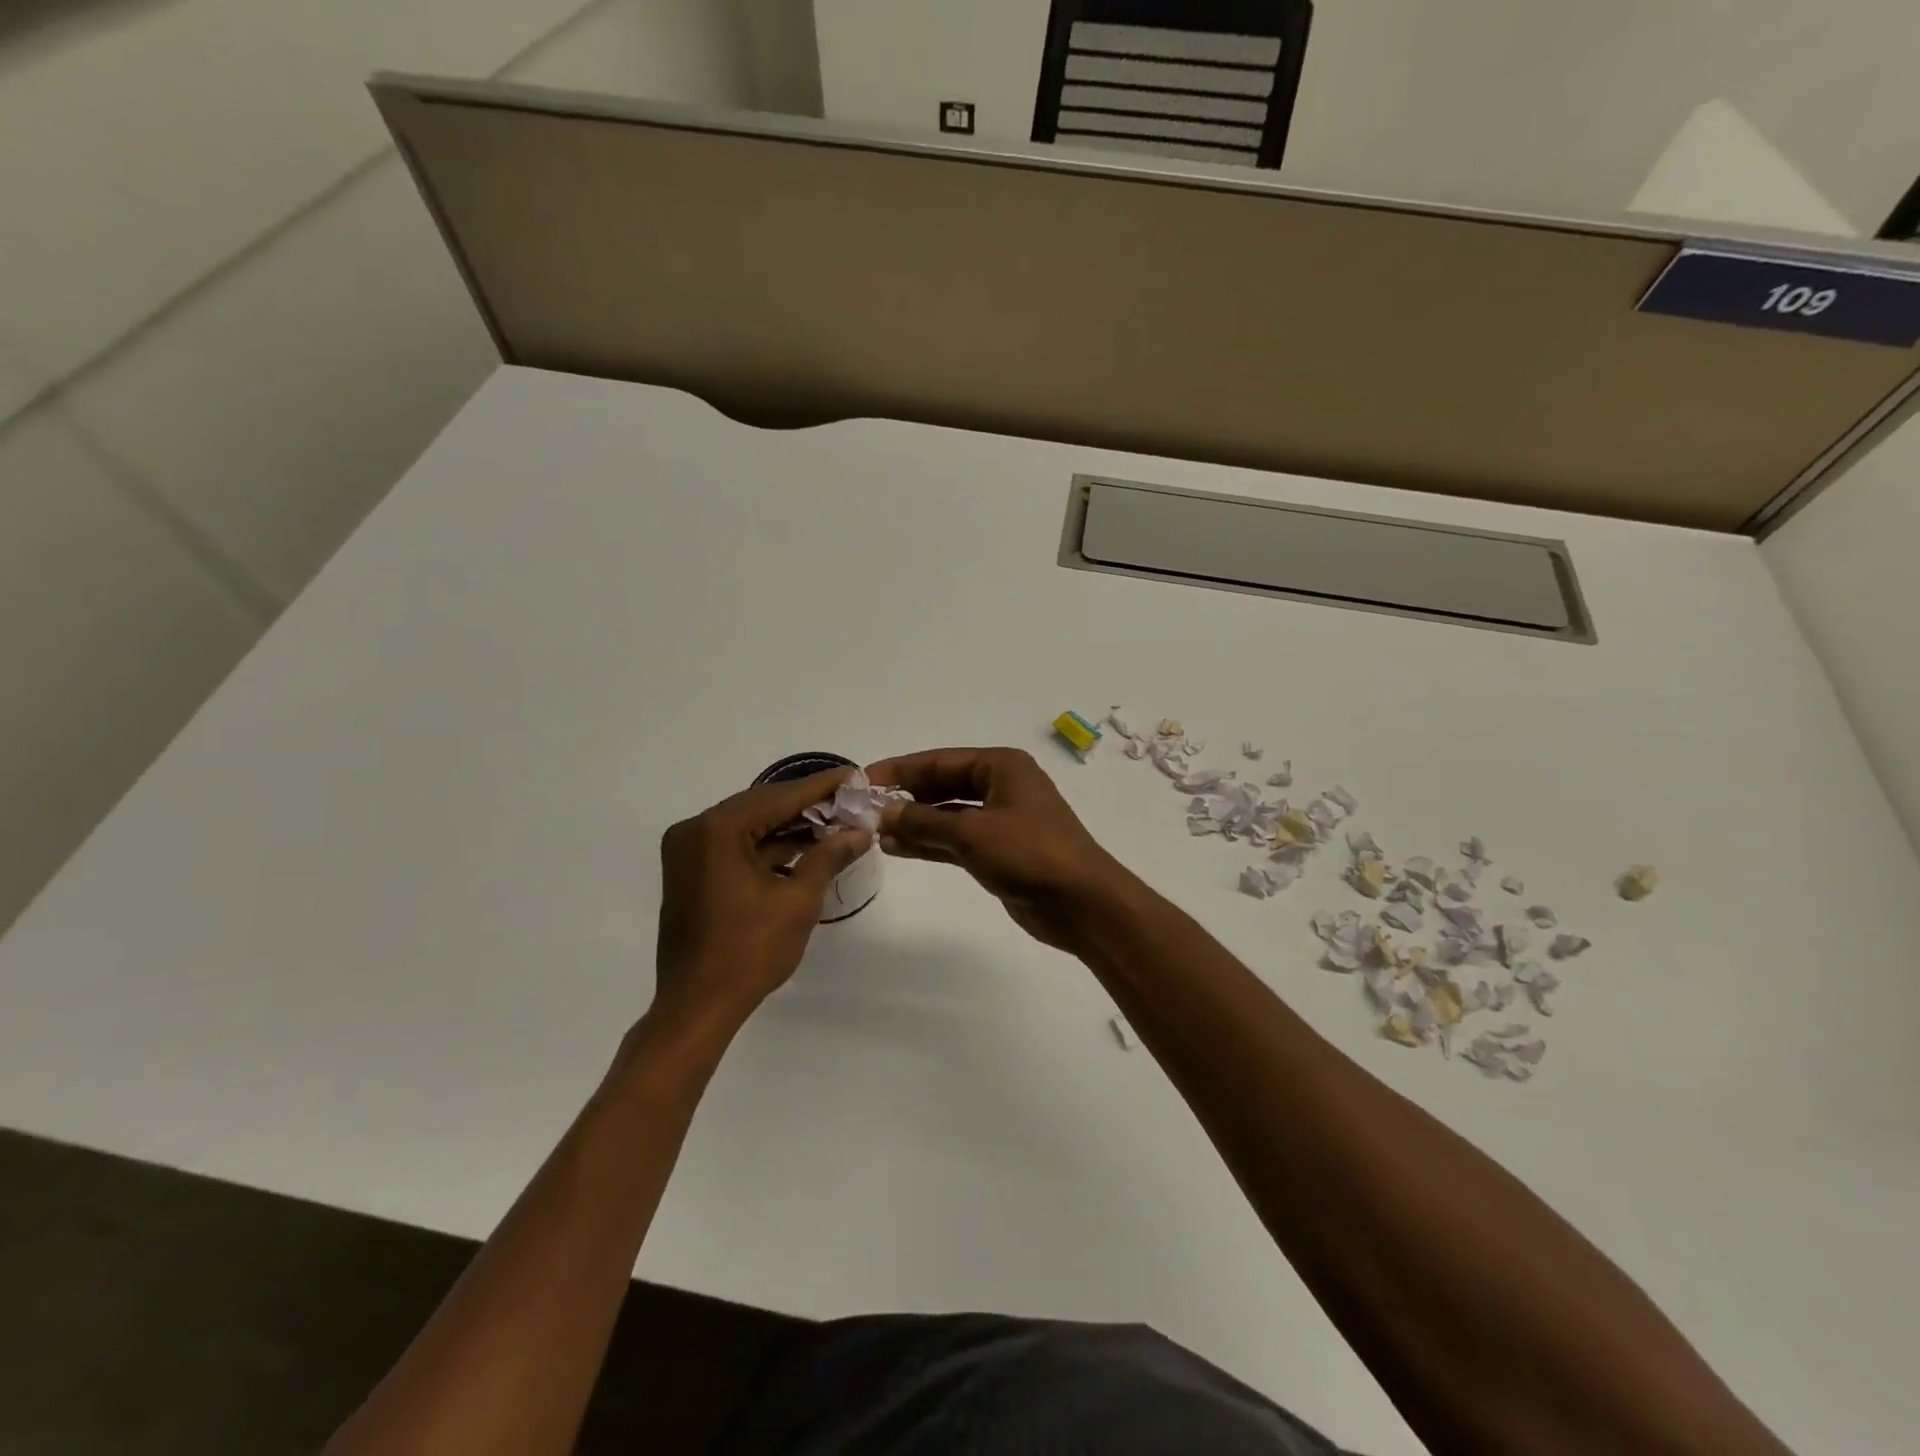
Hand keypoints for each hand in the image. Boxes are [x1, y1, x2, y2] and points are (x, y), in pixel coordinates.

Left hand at [652, 769, 872, 1036]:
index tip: (854, 776)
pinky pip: (735, 847)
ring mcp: (688, 852)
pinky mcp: (691, 873)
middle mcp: (695, 831)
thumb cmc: (749, 952)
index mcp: (717, 830)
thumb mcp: (798, 900)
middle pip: (762, 806)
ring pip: (749, 826)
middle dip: (807, 805)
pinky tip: (805, 849)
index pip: (779, 797)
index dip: (821, 787)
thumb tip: (861, 831)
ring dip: (789, 827)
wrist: (697, 1006)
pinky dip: (768, 847)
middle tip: (849, 800)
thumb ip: (829, 856)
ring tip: (835, 824)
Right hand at [867, 747, 1135, 952]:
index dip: (900, 770)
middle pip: (943, 785)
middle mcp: (1001, 786)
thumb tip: (883, 812)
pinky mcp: (999, 851)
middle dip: (906, 797)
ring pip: (947, 815)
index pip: (940, 761)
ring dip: (914, 823)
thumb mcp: (971, 832)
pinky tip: (897, 848)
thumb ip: (923, 821)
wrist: (1080, 902)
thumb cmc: (1029, 853)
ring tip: (874, 832)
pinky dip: (929, 843)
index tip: (863, 780)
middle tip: (864, 808)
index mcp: (1001, 766)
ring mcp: (1001, 820)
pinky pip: (956, 840)